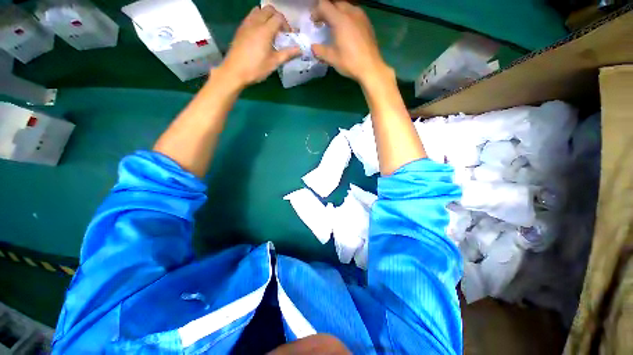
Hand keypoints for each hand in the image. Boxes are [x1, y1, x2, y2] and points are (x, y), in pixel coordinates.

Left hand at [215, 6, 299, 87]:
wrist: (234, 71)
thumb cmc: (256, 68)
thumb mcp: (274, 63)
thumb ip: (287, 54)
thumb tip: (300, 50)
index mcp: (265, 30)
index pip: (279, 17)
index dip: (286, 25)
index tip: (288, 36)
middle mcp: (255, 22)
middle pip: (269, 9)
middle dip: (277, 17)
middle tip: (281, 31)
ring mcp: (246, 24)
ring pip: (258, 10)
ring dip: (267, 16)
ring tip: (270, 31)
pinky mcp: (240, 29)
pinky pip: (251, 16)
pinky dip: (258, 19)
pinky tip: (260, 34)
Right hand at [311, 0, 390, 85]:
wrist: (370, 67)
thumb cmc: (350, 62)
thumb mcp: (332, 58)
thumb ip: (320, 50)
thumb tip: (313, 47)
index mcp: (340, 19)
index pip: (324, 5)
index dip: (316, 11)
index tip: (314, 22)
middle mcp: (351, 12)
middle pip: (335, 3)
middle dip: (326, 10)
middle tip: (322, 22)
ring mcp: (361, 16)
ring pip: (346, 6)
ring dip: (337, 12)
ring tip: (333, 25)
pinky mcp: (367, 22)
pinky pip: (354, 13)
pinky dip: (346, 16)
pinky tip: (345, 29)